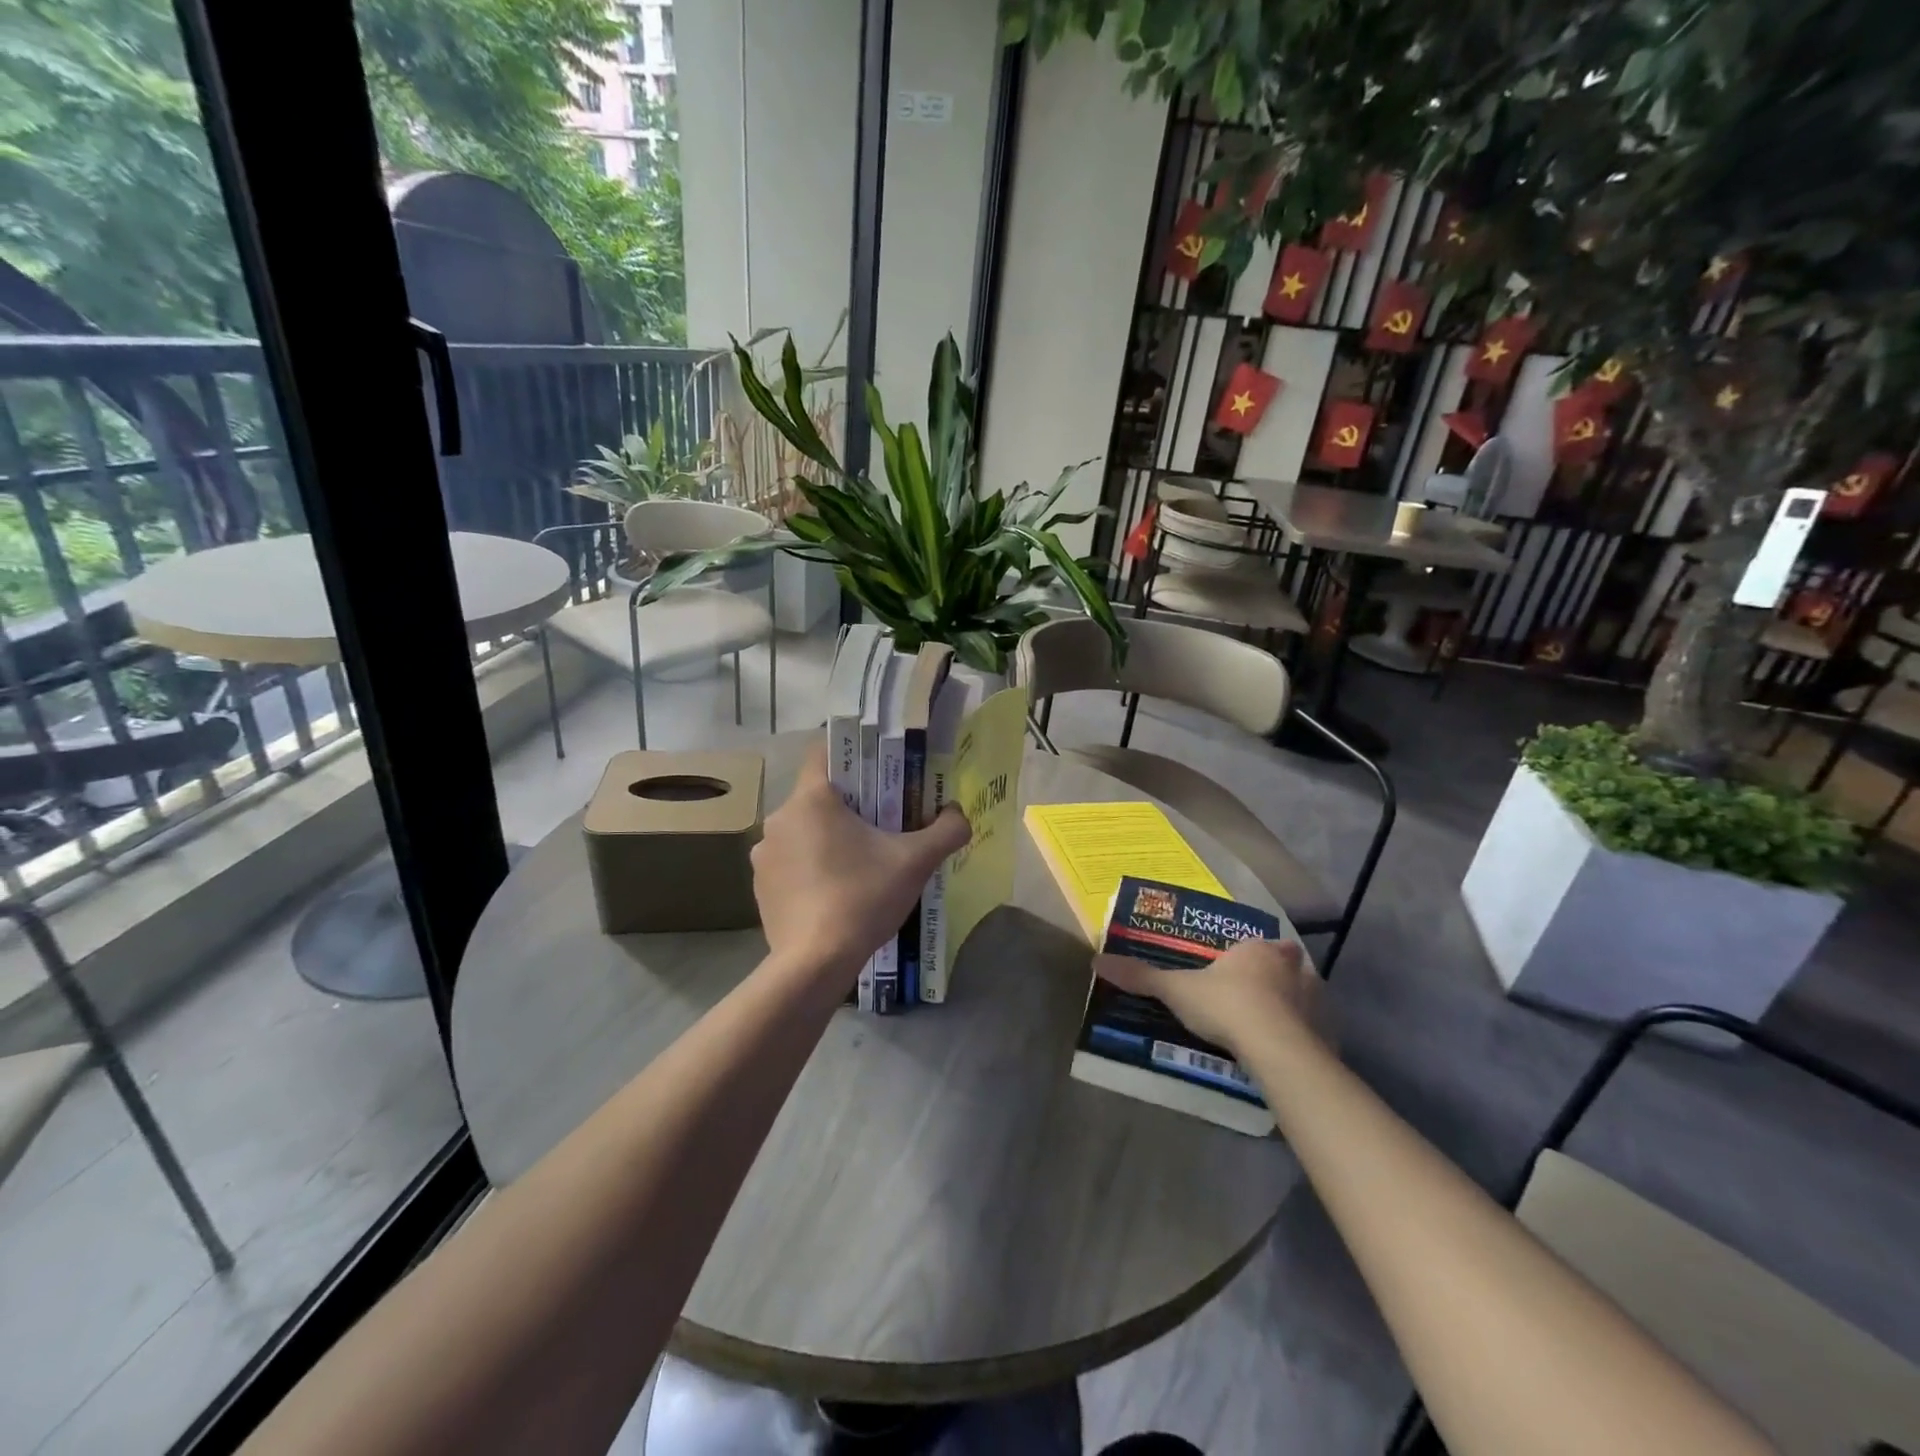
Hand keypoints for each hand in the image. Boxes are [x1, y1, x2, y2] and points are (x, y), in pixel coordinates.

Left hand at [753, 741, 971, 983]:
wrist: (815, 962)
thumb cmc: (863, 897)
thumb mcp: (915, 862)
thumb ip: (946, 830)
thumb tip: (958, 815)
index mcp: (811, 799)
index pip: (823, 752)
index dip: (853, 758)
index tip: (878, 776)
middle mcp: (779, 818)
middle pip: (818, 795)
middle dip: (849, 805)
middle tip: (882, 824)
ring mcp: (764, 854)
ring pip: (803, 830)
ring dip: (828, 837)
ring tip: (860, 863)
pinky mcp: (760, 885)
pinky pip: (790, 861)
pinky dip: (810, 867)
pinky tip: (835, 892)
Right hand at [1093, 937, 1326, 1059]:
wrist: (1275, 1047)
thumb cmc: (1226, 1006)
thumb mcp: (1176, 990)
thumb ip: (1142, 976)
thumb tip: (1098, 961)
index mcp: (1257, 950)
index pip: (1255, 945)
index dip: (1247, 956)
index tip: (1235, 972)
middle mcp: (1292, 967)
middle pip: (1287, 964)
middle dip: (1276, 976)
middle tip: (1255, 996)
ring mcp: (1316, 999)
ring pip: (1306, 994)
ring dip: (1295, 1004)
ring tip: (1273, 1025)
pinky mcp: (1330, 1032)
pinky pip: (1317, 1028)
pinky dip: (1307, 1035)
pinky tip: (1290, 1051)